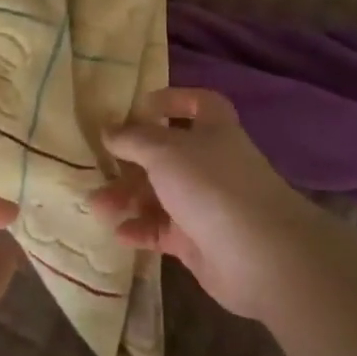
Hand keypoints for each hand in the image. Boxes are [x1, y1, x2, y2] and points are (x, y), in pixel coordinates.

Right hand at [90, 87, 318, 320]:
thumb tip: (108, 129)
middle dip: (131, 161)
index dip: (172, 100)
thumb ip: (132, 139)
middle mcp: (211, 164)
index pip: (199, 104)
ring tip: (97, 206)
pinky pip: (162, 230)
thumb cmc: (211, 185)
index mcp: (214, 131)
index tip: (138, 108)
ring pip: (160, 195)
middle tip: (99, 167)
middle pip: (166, 155)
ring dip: (127, 198)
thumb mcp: (164, 151)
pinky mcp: (198, 241)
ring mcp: (206, 204)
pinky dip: (140, 230)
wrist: (259, 254)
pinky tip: (119, 234)